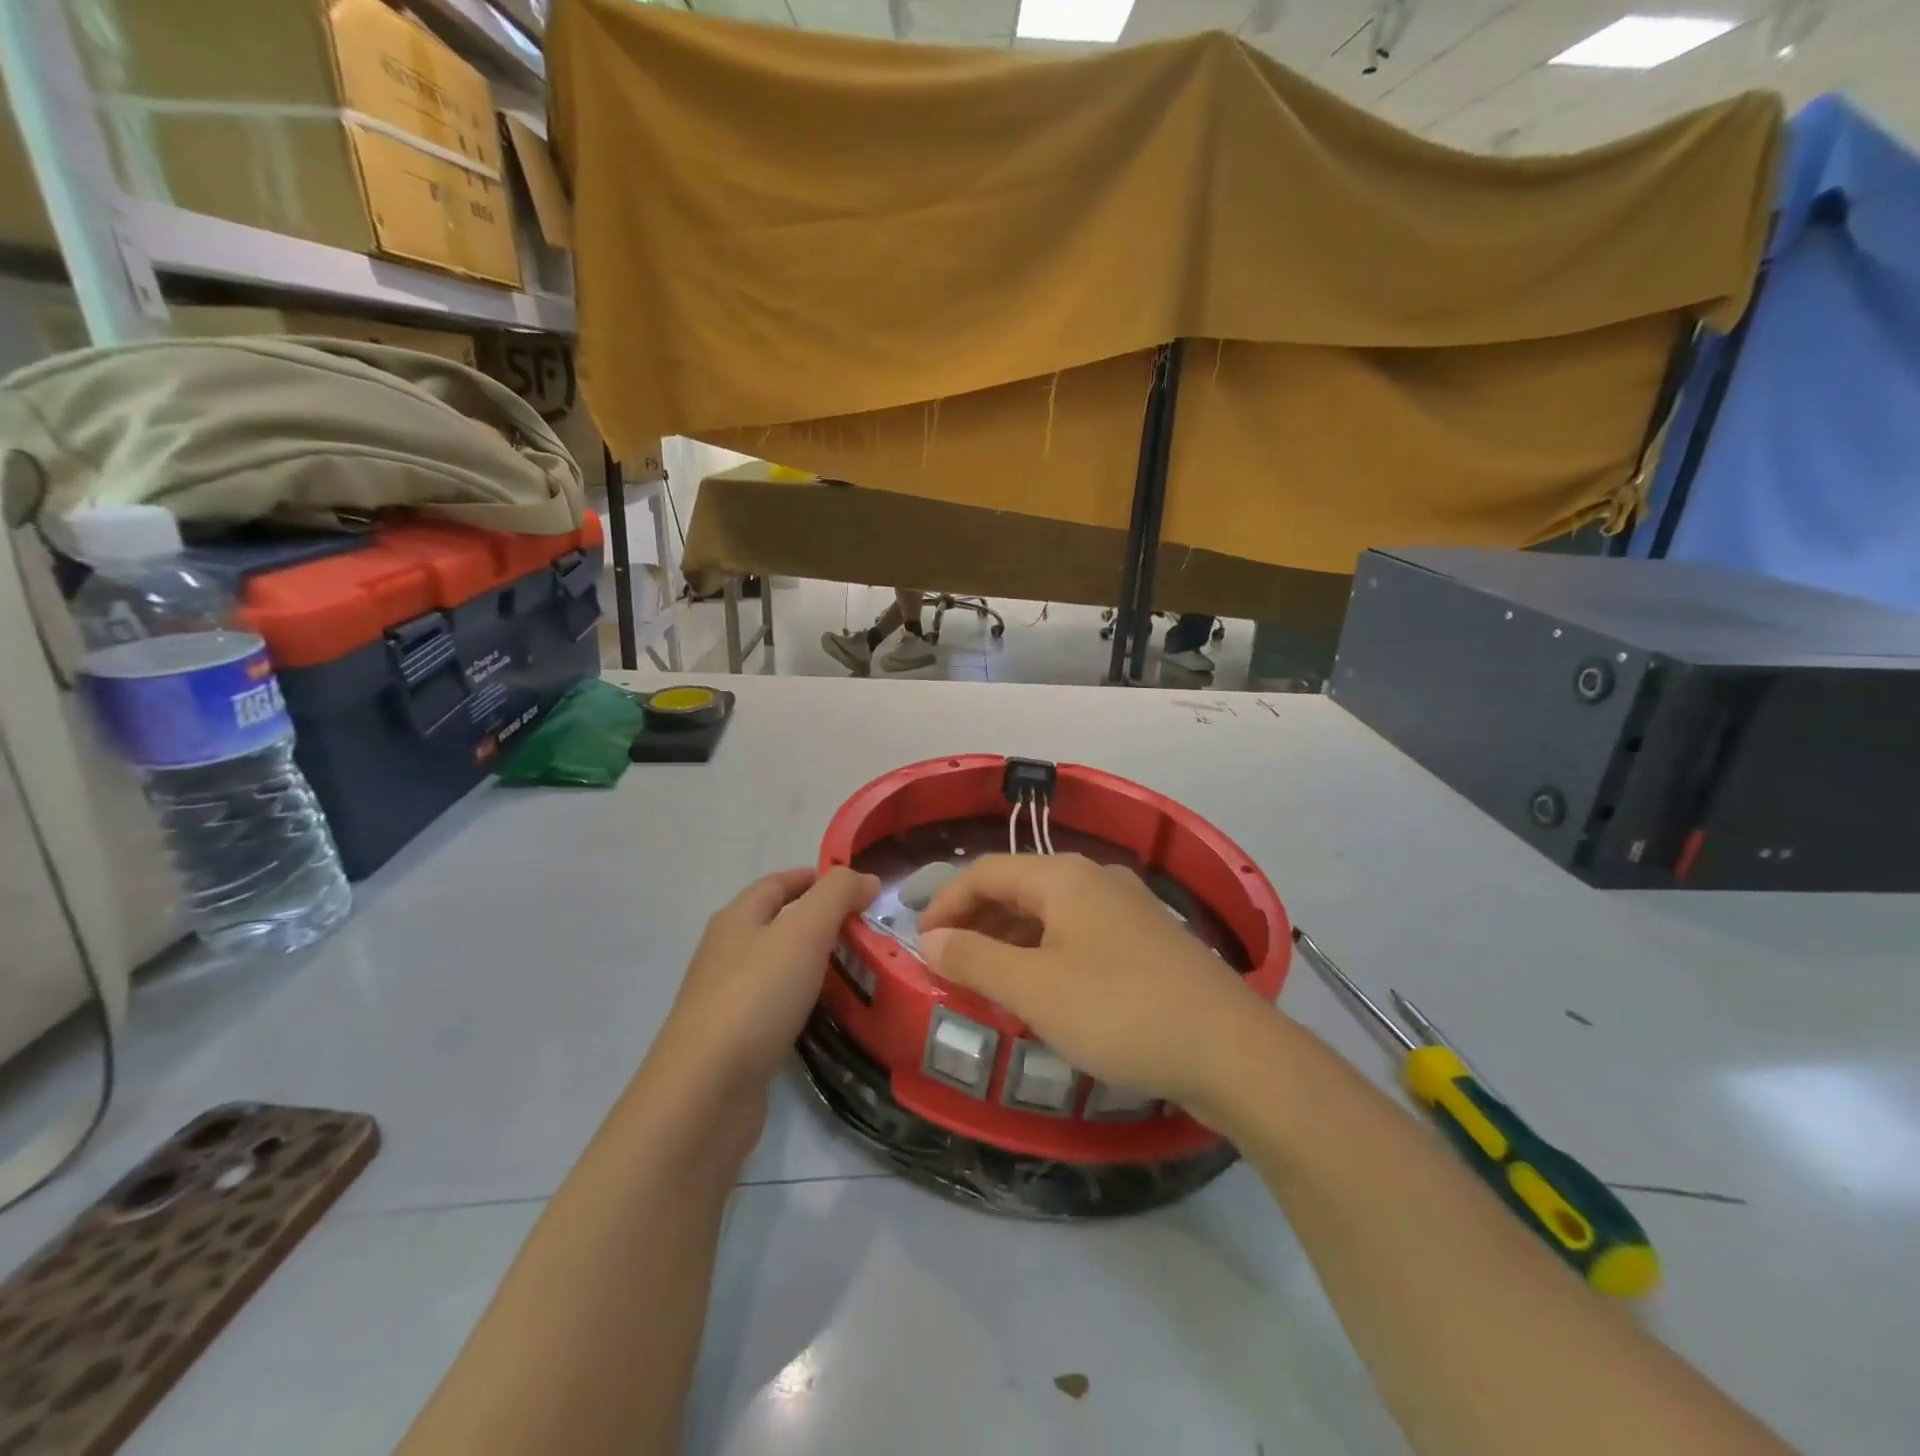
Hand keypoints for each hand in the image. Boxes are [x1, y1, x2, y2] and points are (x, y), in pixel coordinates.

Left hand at [651, 867, 879, 1101]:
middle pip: (775, 924)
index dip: (812, 878)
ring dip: (813, 963)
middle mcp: (726, 953)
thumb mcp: (803, 932)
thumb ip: (836, 897)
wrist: (704, 1093)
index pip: (775, 884)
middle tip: (864, 929)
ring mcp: (726, 1000)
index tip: (852, 886)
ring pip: (777, 967)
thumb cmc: (755, 997)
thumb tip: (865, 877)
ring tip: (857, 969)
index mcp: (736, 920)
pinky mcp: (734, 1042)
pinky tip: (827, 1014)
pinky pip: (776, 1007)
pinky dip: (804, 1001)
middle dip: (818, 921)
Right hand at [917, 854, 1275, 1112]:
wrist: (1231, 1050)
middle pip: (1019, 887)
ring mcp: (1127, 908)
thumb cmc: (1120, 1012)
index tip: (923, 945)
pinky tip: (1045, 992)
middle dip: (979, 922)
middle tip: (951, 966)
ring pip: (1051, 913)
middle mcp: (1095, 878)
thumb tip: (932, 939)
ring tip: (990, 983)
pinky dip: (1047, 954)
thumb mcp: (1034, 989)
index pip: (986, 871)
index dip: (947, 903)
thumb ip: (975, 959)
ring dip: (1012, 941)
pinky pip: (1080, 935)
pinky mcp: (1147, 940)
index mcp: (1063, 876)